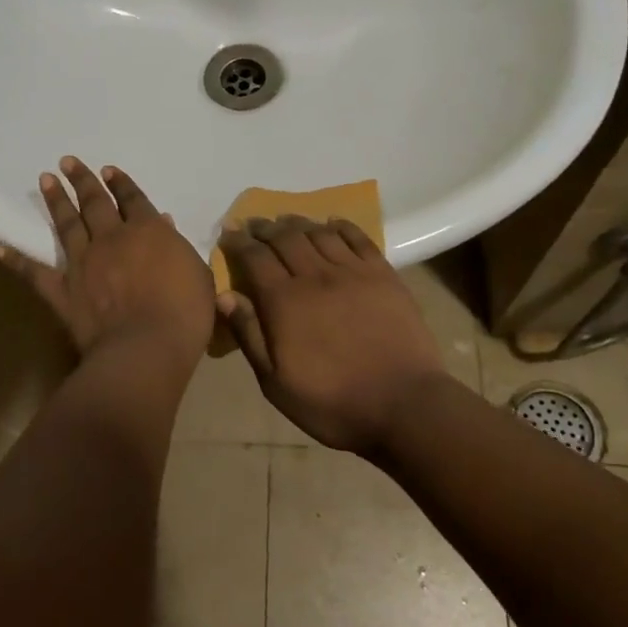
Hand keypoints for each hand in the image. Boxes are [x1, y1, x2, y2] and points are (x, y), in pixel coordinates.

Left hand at [0, 157, 215, 362]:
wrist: (145, 349)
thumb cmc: (184, 314)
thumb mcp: (197, 275)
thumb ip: (178, 248)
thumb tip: (164, 224)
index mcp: (148, 231)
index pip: (132, 199)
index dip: (121, 183)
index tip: (108, 169)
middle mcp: (111, 238)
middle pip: (95, 202)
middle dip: (82, 180)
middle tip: (67, 162)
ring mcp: (83, 263)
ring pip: (67, 225)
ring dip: (56, 201)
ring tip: (46, 179)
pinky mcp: (63, 291)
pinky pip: (35, 272)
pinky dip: (14, 259)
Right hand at [217, 216, 447, 452]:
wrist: (403, 405)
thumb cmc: (332, 402)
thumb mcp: (276, 383)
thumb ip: (249, 335)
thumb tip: (224, 295)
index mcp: (284, 301)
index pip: (255, 257)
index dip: (239, 242)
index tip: (229, 233)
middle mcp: (315, 276)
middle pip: (285, 238)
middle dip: (265, 227)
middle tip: (254, 223)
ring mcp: (353, 272)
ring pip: (319, 233)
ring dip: (298, 223)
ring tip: (286, 221)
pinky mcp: (383, 275)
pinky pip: (358, 239)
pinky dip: (341, 226)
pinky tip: (332, 223)